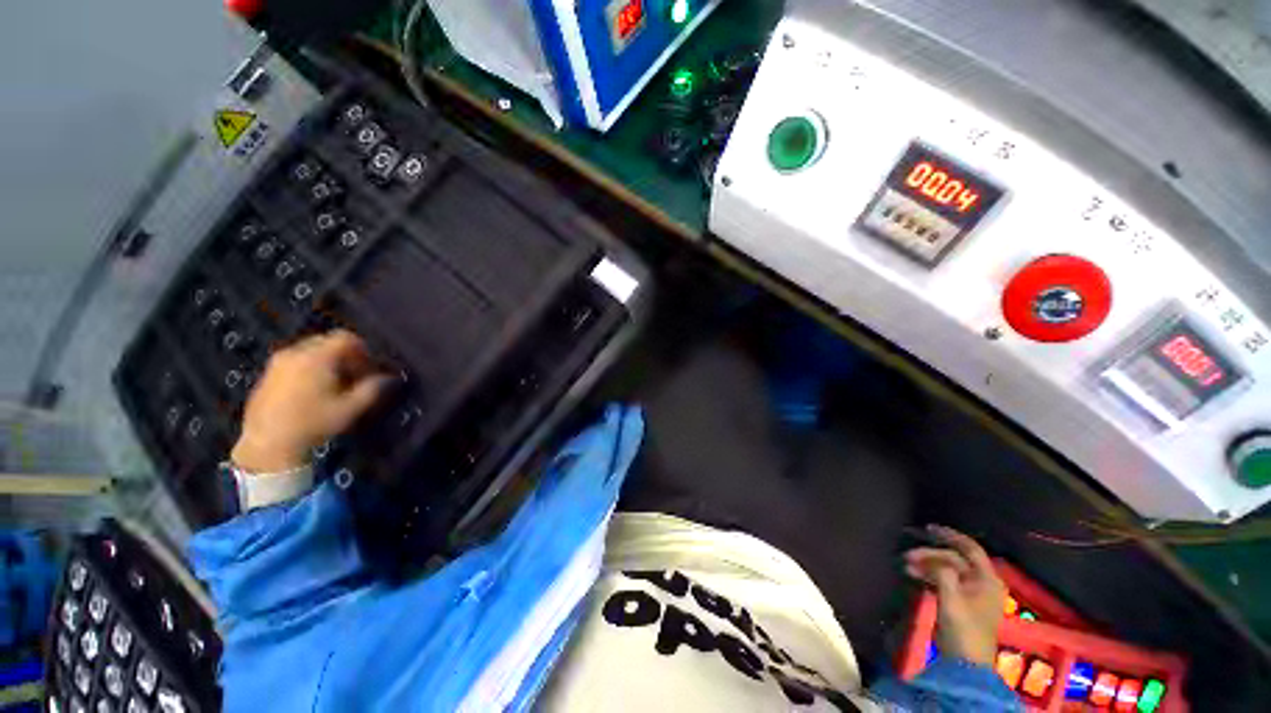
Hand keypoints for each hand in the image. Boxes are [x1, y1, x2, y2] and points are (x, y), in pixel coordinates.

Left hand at [231, 330, 391, 473]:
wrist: (267, 443)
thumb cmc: (313, 423)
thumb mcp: (351, 408)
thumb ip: (372, 388)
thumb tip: (389, 378)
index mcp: (316, 357)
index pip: (345, 337)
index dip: (363, 350)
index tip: (369, 368)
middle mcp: (295, 352)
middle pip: (327, 341)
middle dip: (345, 355)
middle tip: (354, 375)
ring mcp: (277, 362)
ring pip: (310, 350)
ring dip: (327, 361)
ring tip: (334, 384)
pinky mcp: (267, 374)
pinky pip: (295, 360)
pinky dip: (310, 368)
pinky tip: (313, 390)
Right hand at [904, 525, 1005, 666]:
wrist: (966, 664)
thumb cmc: (963, 629)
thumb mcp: (951, 598)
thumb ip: (943, 573)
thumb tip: (932, 559)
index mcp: (987, 580)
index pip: (970, 549)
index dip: (950, 536)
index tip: (928, 528)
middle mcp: (983, 583)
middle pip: (956, 559)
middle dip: (931, 554)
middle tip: (908, 554)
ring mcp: (973, 594)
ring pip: (948, 570)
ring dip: (927, 565)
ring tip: (906, 565)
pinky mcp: (962, 604)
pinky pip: (946, 580)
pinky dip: (930, 576)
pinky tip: (914, 575)